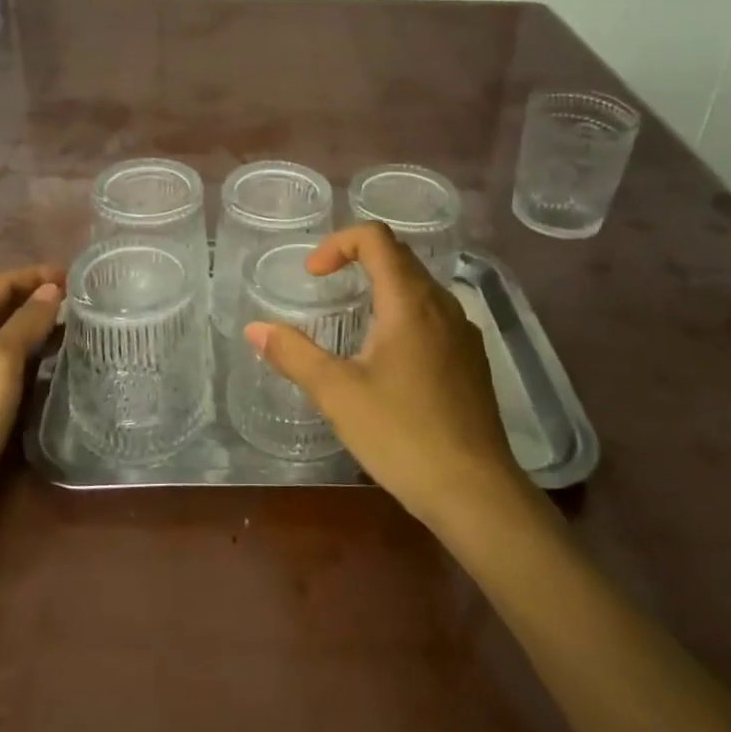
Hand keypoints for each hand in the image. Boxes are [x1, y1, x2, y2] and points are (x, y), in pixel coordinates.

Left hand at [0, 263, 64, 525]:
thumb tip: (50, 289)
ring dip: (36, 325)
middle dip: (38, 298)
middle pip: (1, 306)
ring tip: (76, 325)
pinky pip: (5, 361)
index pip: (0, 283)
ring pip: (4, 335)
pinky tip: (53, 360)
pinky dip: (30, 353)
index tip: (74, 275)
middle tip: (81, 299)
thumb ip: (26, 322)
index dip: (36, 275)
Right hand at [245, 224, 531, 529]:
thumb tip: (254, 328)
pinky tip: (389, 360)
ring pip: (419, 286)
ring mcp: (464, 332)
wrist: (476, 493)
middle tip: (325, 288)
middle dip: (357, 260)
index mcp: (410, 301)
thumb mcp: (337, 394)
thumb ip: (293, 355)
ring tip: (353, 322)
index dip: (338, 244)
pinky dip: (404, 314)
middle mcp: (442, 305)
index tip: (313, 276)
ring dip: (382, 287)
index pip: (376, 238)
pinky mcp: (473, 360)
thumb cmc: (402, 435)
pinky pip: (434, 316)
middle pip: (399, 256)